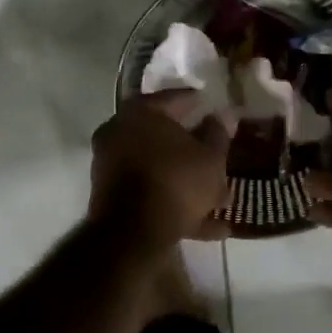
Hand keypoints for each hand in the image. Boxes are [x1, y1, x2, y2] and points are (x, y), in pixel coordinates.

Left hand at [89, 93, 233, 244]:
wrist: (132, 234)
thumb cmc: (176, 181)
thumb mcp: (210, 157)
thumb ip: (218, 134)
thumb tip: (222, 116)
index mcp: (140, 112)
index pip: (175, 98)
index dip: (199, 103)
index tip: (214, 108)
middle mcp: (119, 131)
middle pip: (164, 136)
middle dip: (194, 149)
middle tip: (218, 154)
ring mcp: (110, 164)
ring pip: (158, 167)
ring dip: (187, 180)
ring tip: (220, 198)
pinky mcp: (110, 196)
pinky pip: (149, 191)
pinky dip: (174, 202)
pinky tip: (207, 225)